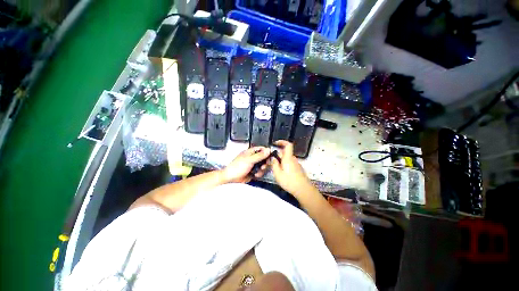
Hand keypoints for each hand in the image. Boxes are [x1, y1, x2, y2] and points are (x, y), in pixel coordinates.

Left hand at [222, 147, 270, 182]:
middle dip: (265, 162)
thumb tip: (268, 150)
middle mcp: (252, 157)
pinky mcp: (253, 171)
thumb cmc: (236, 167)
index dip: (267, 152)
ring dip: (262, 169)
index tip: (270, 156)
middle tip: (264, 165)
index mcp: (250, 152)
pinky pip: (260, 171)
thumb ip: (259, 155)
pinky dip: (259, 173)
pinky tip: (255, 174)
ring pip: (263, 165)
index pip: (261, 149)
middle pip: (264, 157)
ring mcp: (253, 165)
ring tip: (258, 171)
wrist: (231, 179)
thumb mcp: (249, 160)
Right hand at [271, 140, 314, 195]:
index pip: (288, 145)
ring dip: (280, 161)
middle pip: (285, 153)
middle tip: (270, 161)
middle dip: (277, 155)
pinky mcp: (297, 169)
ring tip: (274, 169)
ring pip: (286, 159)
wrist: (303, 190)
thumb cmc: (289, 181)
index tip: (275, 143)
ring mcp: (296, 164)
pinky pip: (289, 163)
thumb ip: (274, 164)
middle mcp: (293, 159)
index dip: (282, 142)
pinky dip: (284, 165)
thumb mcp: (277, 173)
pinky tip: (281, 173)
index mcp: (288, 158)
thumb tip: (273, 158)